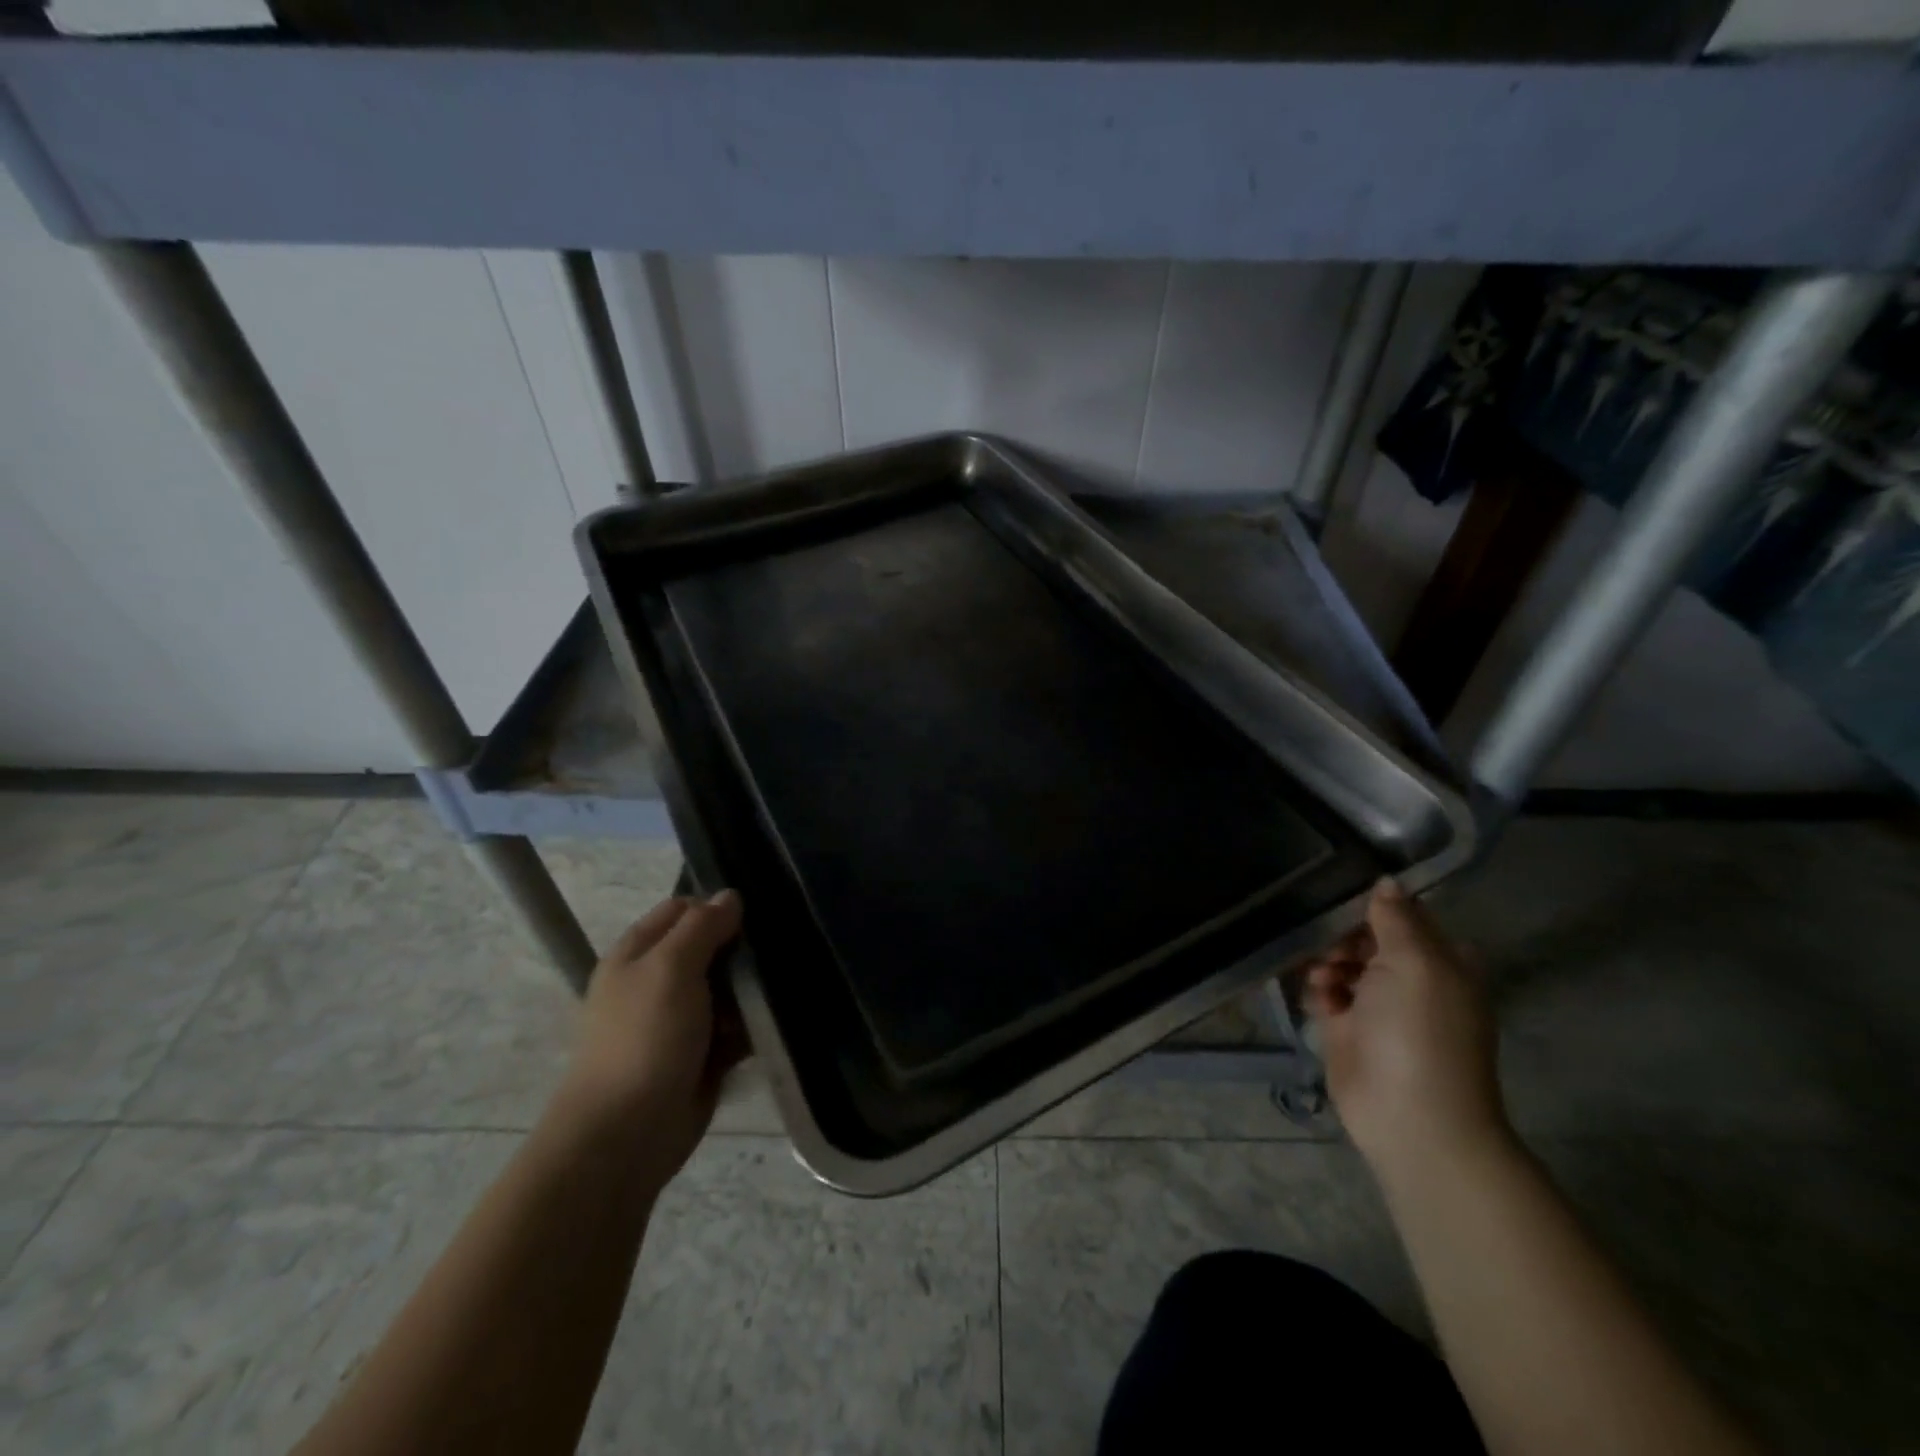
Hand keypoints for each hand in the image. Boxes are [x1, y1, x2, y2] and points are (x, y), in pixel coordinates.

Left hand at [555, 890, 746, 1190]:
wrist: (625, 1136)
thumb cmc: (643, 1039)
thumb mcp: (670, 968)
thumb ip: (702, 926)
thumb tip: (731, 896)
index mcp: (638, 953)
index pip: (682, 909)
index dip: (716, 907)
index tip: (755, 916)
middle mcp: (657, 981)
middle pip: (710, 947)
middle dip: (741, 951)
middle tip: (775, 953)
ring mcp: (680, 1020)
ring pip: (727, 988)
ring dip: (751, 991)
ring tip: (780, 991)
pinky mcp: (701, 1054)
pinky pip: (735, 1027)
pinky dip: (752, 1026)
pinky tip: (775, 1022)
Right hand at [1304, 879, 1507, 1176]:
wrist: (1409, 1116)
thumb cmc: (1420, 1031)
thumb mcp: (1414, 962)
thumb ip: (1396, 918)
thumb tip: (1386, 881)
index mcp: (1443, 961)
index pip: (1406, 915)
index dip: (1377, 905)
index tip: (1343, 895)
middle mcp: (1414, 980)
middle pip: (1370, 938)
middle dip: (1344, 934)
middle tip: (1331, 943)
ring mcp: (1381, 1007)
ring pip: (1345, 963)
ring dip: (1328, 960)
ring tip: (1324, 975)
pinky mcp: (1349, 1030)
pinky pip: (1327, 993)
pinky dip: (1319, 989)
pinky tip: (1318, 995)